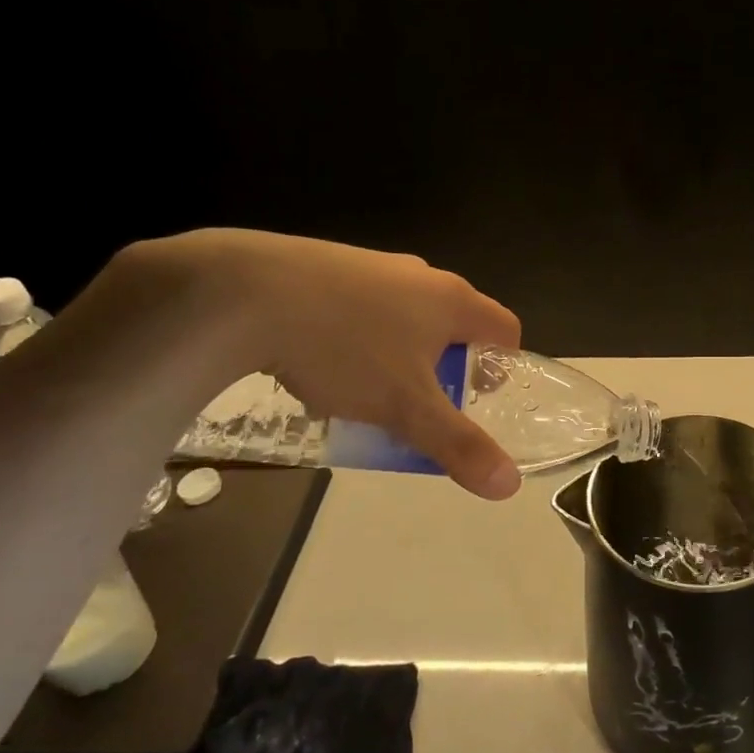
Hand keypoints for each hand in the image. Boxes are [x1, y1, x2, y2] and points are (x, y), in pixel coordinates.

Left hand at [139, 230, 524, 499]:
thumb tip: (510, 486)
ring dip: (400, 355)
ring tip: (366, 392)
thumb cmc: (345, 349)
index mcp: (452, 299)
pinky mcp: (327, 265)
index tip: (473, 401)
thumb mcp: (406, 408)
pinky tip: (321, 362)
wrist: (243, 293)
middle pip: (454, 325)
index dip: (501, 368)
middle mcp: (420, 275)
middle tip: (419, 406)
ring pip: (405, 317)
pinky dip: (358, 338)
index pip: (505, 329)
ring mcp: (372, 266)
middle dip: (445, 369)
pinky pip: (361, 308)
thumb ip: (458, 446)